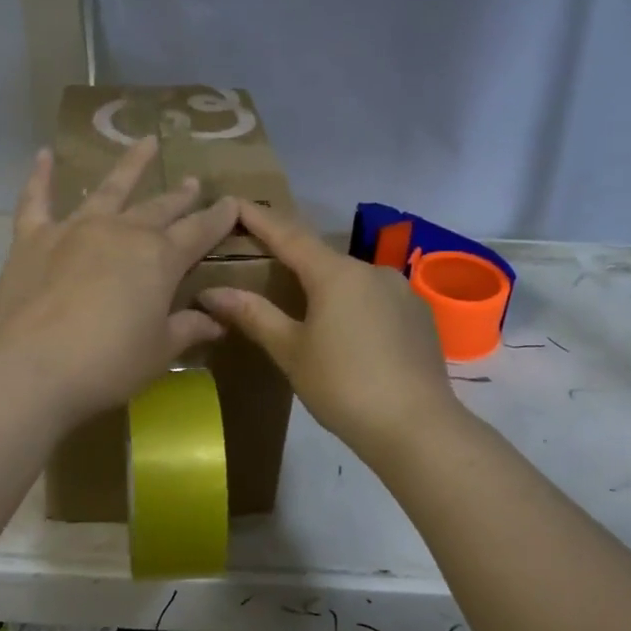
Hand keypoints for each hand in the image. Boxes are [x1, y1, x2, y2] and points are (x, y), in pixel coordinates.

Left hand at [0, 138, 238, 425]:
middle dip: (180, 196)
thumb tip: (215, 320)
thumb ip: (188, 329)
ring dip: (130, 166)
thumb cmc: (108, 364)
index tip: (233, 203)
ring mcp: (75, 229)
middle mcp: (121, 232)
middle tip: (193, 182)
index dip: (219, 218)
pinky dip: (40, 176)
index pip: (199, 232)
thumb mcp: (159, 351)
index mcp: (159, 258)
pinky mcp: (33, 239)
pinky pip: (36, 200)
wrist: (32, 368)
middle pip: (159, 208)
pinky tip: (45, 154)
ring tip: (146, 142)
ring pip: (109, 189)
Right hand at [197, 200, 459, 460]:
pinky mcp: (419, 314)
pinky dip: (354, 306)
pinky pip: (376, 299)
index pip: (288, 235)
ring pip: (351, 280)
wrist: (417, 426)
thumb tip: (211, 292)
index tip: (236, 204)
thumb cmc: (343, 386)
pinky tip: (349, 334)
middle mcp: (371, 269)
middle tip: (264, 269)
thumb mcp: (291, 352)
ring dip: (325, 288)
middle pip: (321, 258)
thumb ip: (254, 315)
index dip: (260, 219)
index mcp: (335, 273)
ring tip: (307, 311)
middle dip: (292, 261)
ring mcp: (401, 290)